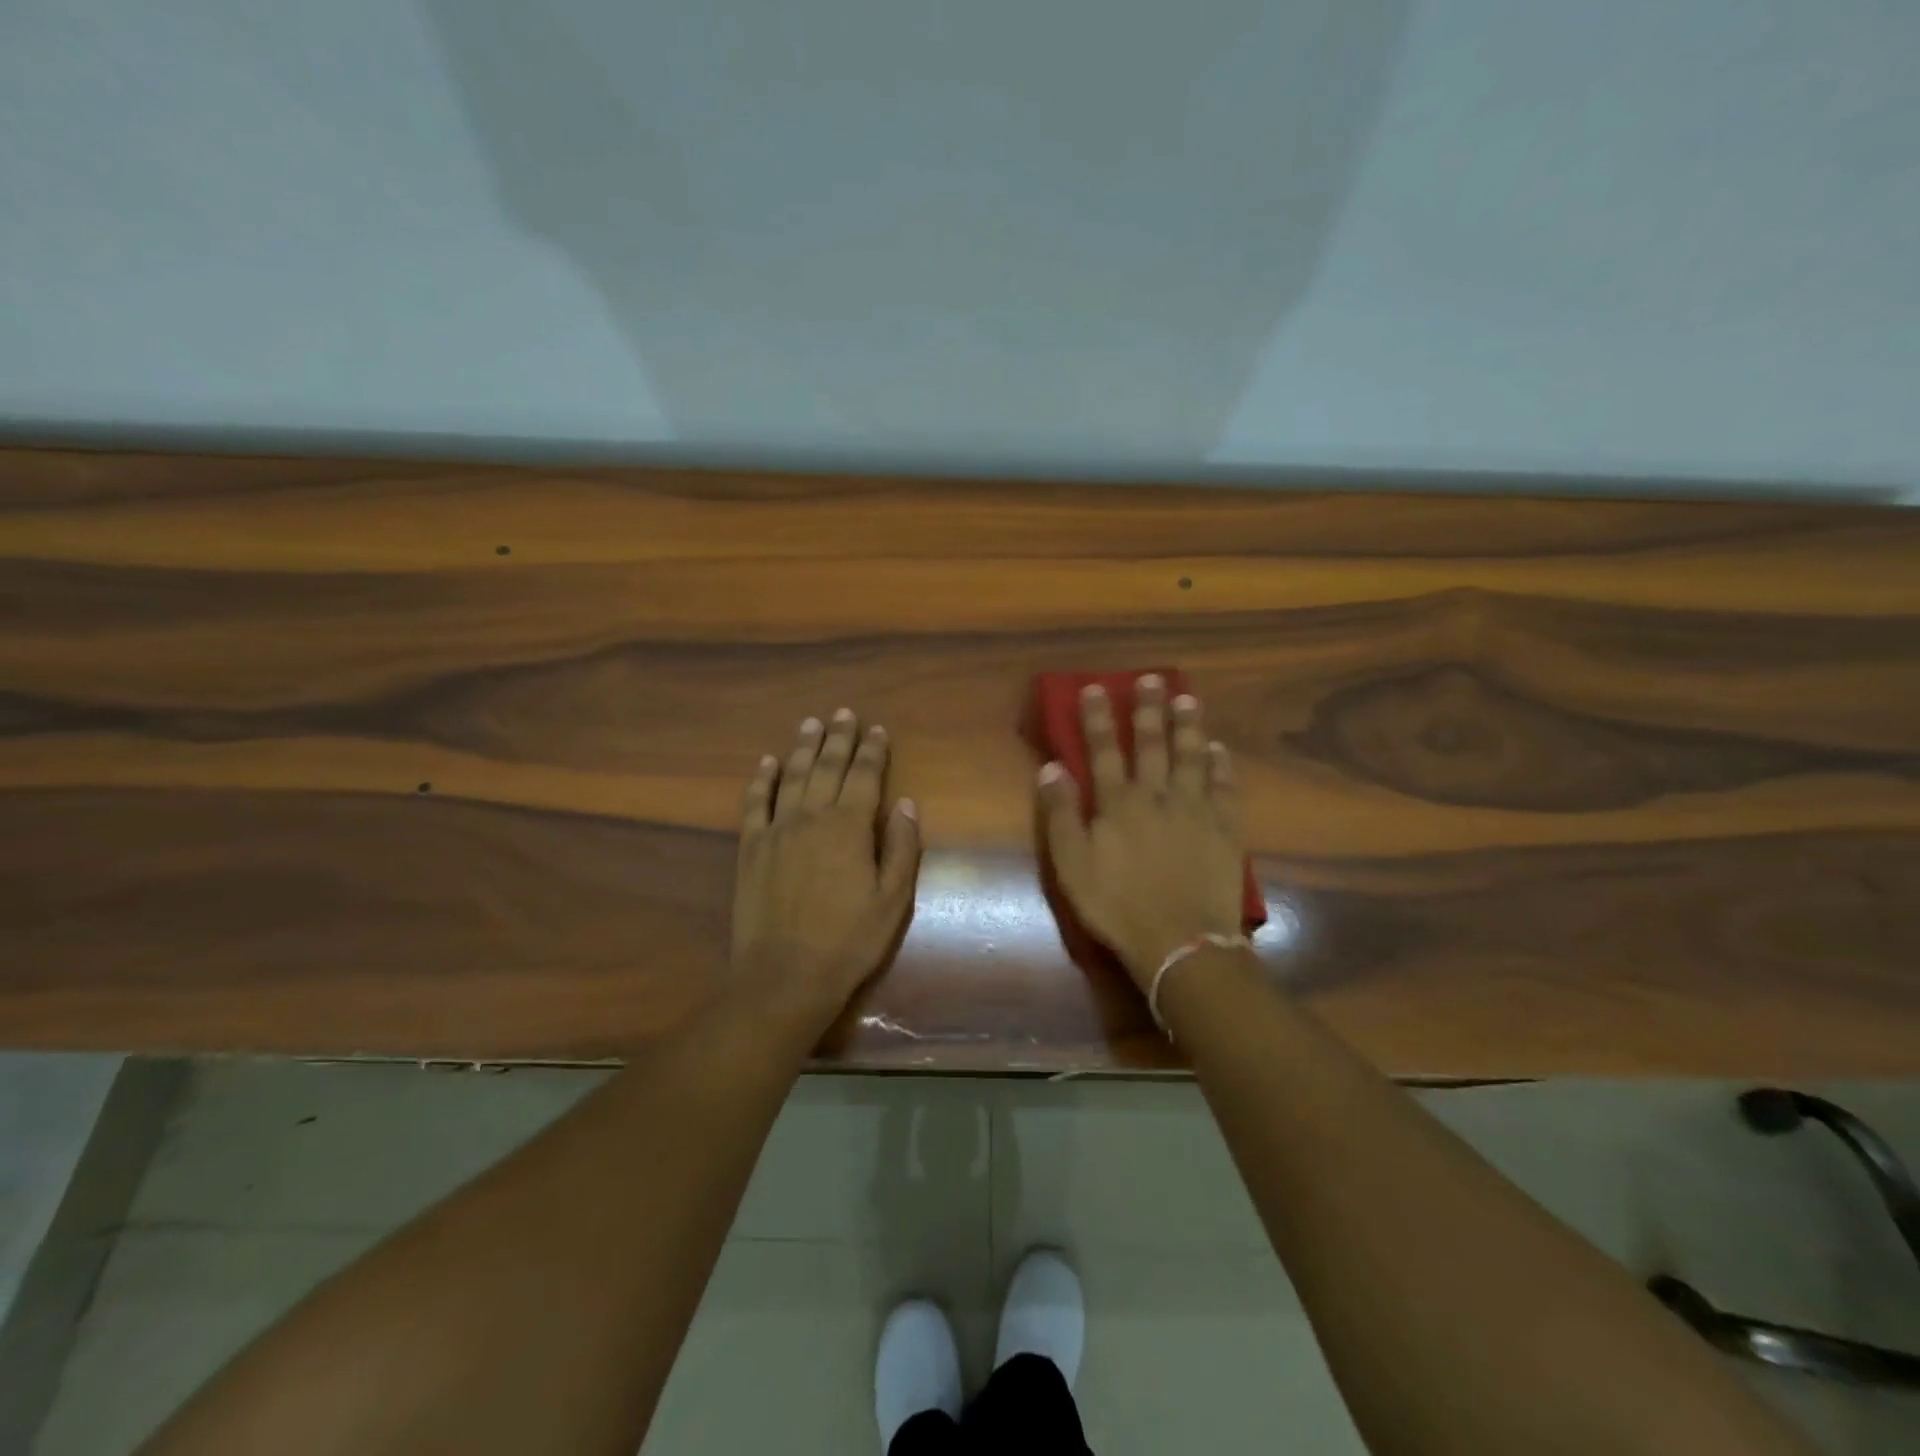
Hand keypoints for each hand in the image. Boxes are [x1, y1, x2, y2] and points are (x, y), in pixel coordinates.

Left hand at [732, 709, 921, 1024]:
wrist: (784, 976)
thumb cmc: (848, 941)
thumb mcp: (893, 900)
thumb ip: (901, 847)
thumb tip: (905, 803)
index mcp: (850, 827)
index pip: (865, 776)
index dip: (873, 751)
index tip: (877, 729)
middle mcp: (812, 817)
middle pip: (827, 767)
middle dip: (838, 738)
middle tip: (843, 712)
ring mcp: (776, 830)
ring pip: (792, 776)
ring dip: (802, 747)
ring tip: (810, 723)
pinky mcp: (750, 848)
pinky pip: (755, 803)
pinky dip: (762, 779)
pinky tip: (767, 762)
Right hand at [1039, 675, 1245, 990]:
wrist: (1181, 941)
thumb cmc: (1117, 905)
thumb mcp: (1072, 864)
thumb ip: (1061, 814)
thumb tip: (1051, 768)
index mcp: (1118, 803)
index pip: (1104, 750)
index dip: (1098, 717)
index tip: (1096, 686)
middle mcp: (1157, 795)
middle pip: (1152, 744)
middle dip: (1149, 709)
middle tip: (1152, 679)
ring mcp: (1196, 810)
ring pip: (1191, 757)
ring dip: (1188, 726)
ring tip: (1188, 699)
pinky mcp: (1225, 829)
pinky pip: (1225, 788)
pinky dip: (1223, 766)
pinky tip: (1220, 750)